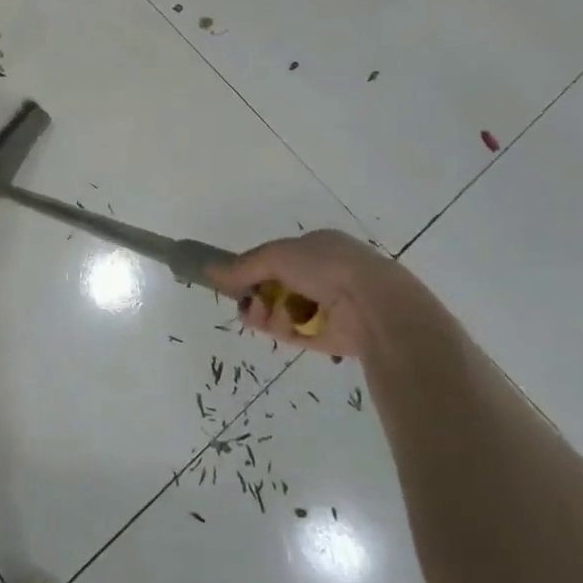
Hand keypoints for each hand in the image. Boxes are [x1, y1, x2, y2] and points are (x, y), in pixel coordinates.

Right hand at [208, 229, 449, 362]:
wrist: (372, 304)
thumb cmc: (326, 266)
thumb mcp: (277, 255)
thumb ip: (244, 265)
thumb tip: (210, 270)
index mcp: (317, 247)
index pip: (276, 257)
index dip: (253, 268)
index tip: (234, 280)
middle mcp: (323, 274)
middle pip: (275, 285)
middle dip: (256, 293)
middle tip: (247, 300)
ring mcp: (327, 306)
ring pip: (281, 310)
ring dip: (266, 312)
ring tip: (263, 315)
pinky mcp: (328, 336)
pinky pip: (295, 332)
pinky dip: (282, 329)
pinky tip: (278, 326)